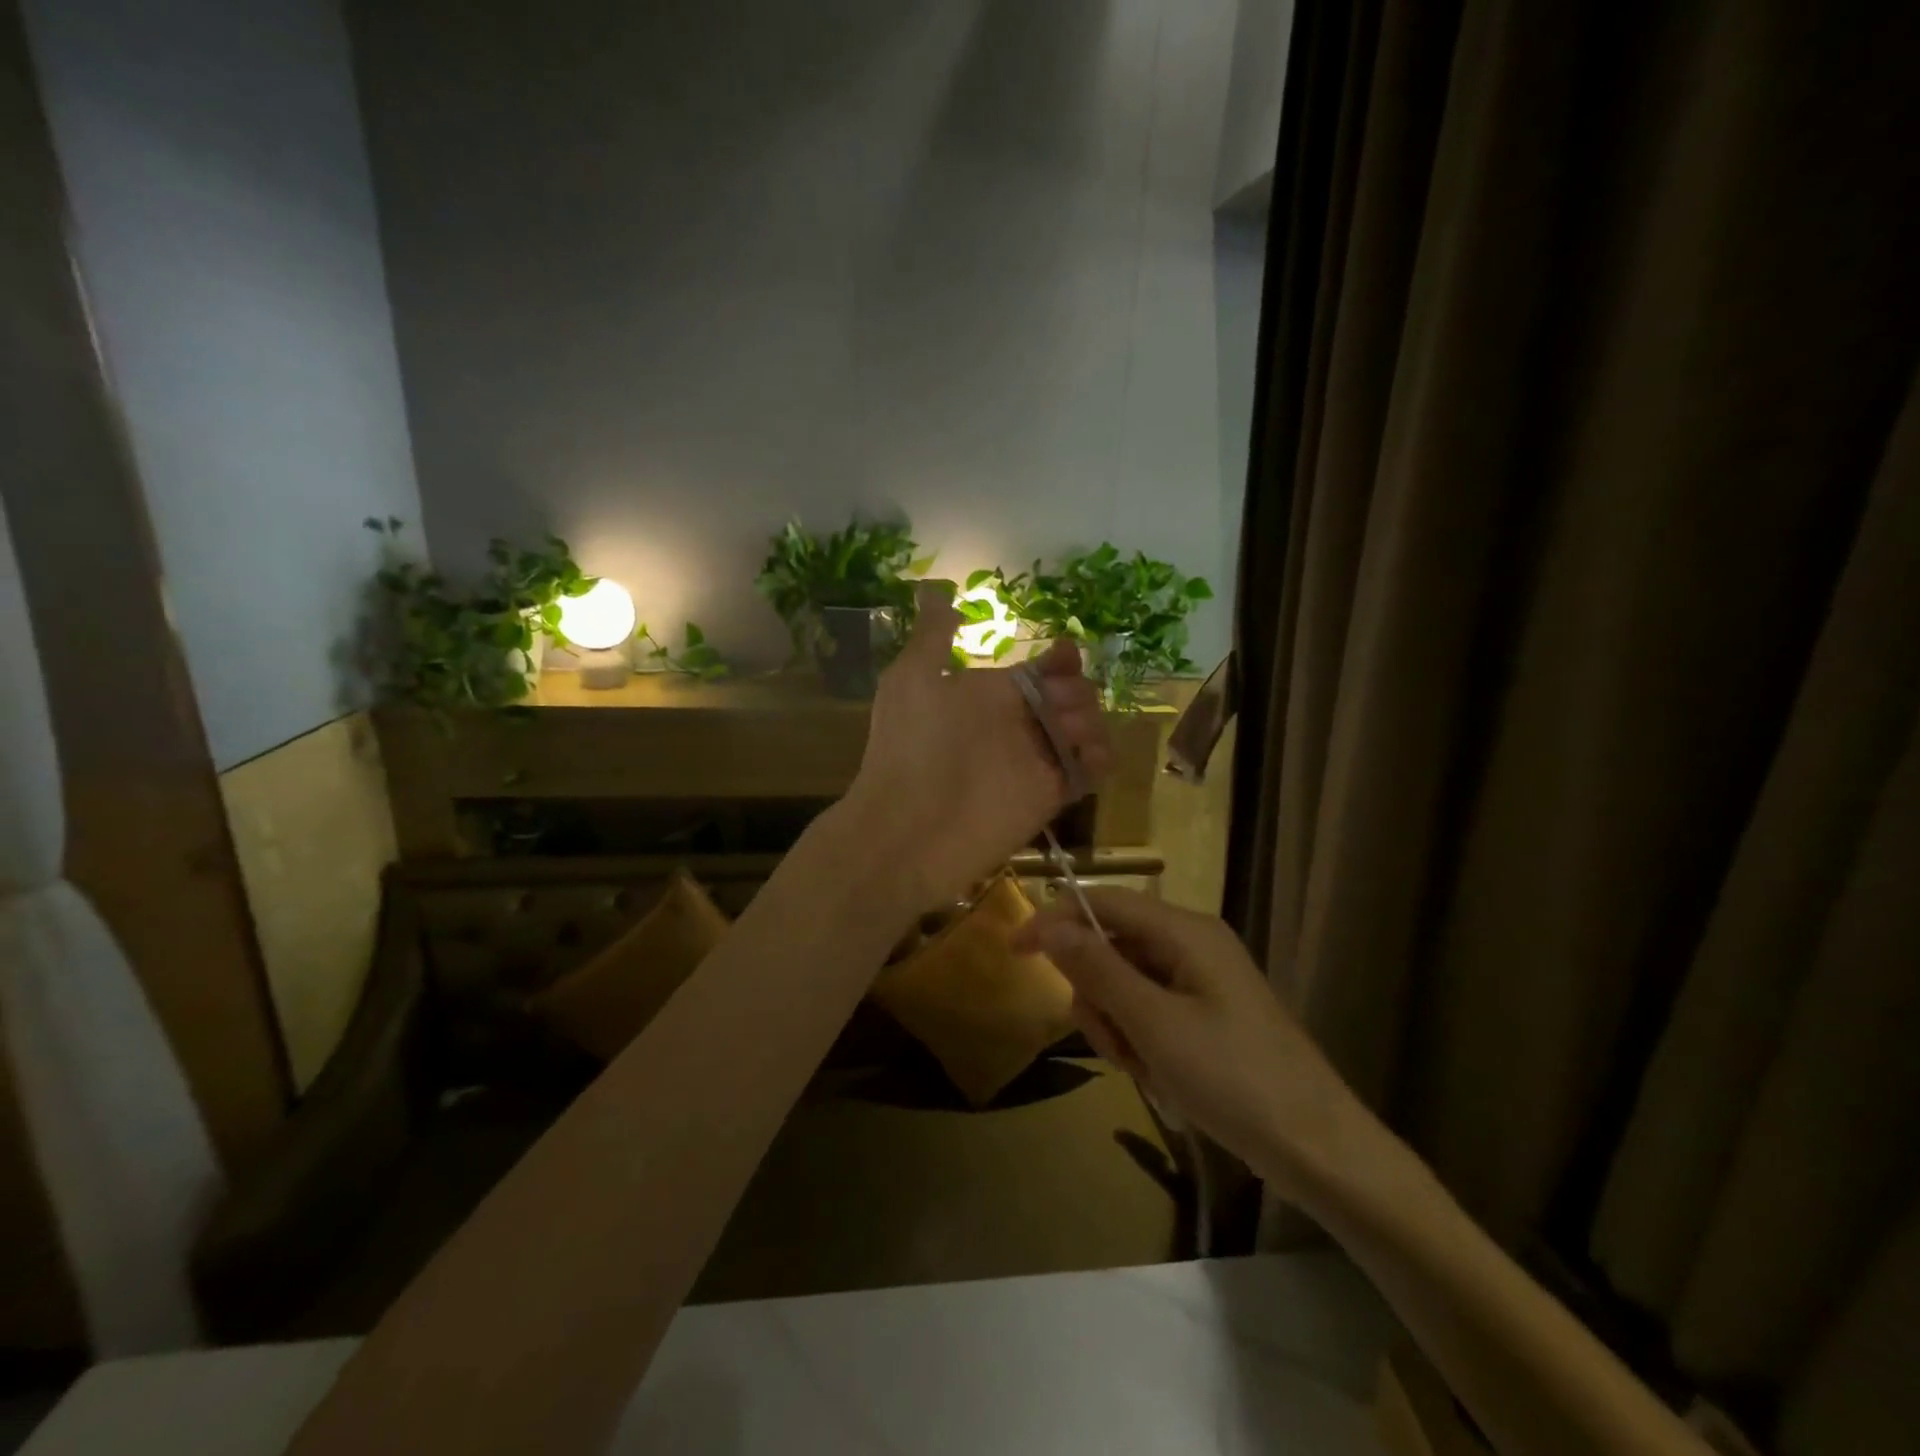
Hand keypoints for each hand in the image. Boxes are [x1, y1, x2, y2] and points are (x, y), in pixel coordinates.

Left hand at [843, 583, 1110, 913]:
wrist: (908, 828)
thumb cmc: (909, 745)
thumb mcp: (912, 679)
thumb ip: (933, 636)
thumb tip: (933, 589)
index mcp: (989, 694)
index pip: (1040, 670)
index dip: (1060, 660)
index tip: (1064, 656)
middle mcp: (1017, 724)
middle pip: (1071, 696)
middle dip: (1077, 691)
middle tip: (1058, 706)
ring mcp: (1035, 760)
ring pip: (1086, 730)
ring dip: (1092, 723)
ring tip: (1070, 734)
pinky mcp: (1050, 796)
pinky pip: (1089, 771)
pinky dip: (1100, 760)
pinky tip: (1089, 757)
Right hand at [1013, 889, 1365, 1195]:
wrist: (1318, 1149)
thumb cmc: (1233, 1079)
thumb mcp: (1154, 1023)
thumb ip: (1098, 969)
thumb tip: (1050, 924)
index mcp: (1185, 931)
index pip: (1104, 902)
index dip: (1055, 920)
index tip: (1015, 953)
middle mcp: (1191, 944)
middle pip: (1112, 946)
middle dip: (1098, 995)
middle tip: (1112, 1043)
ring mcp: (1200, 980)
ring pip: (1126, 984)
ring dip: (1118, 1025)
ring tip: (1141, 1068)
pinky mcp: (1206, 1014)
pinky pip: (1150, 1010)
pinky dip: (1140, 1040)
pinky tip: (1158, 1076)